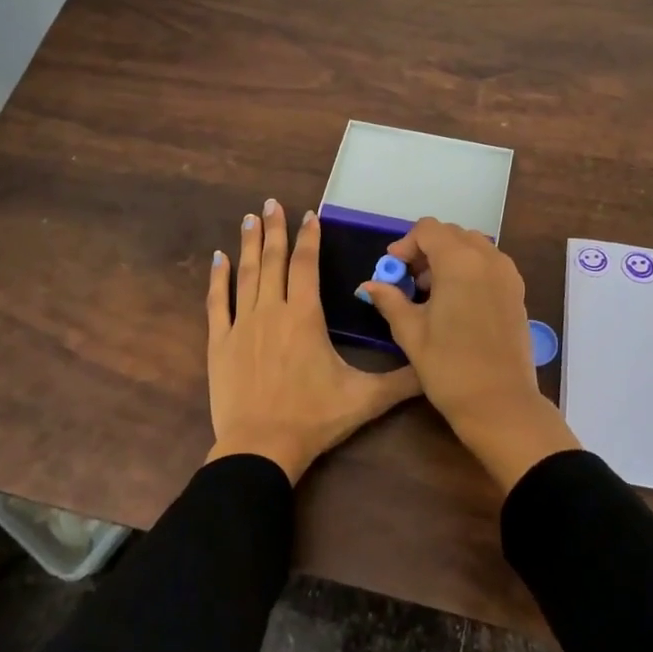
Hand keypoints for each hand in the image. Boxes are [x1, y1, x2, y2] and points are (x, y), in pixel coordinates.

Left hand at [206, 200, 420, 483]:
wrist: (260, 448)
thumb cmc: (313, 419)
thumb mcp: (365, 399)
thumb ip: (401, 380)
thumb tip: (434, 368)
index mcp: (305, 316)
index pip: (307, 265)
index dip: (309, 238)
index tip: (308, 214)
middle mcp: (272, 311)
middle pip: (274, 261)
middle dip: (274, 229)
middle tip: (271, 203)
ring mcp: (242, 325)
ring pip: (246, 274)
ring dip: (248, 245)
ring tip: (249, 218)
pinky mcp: (220, 343)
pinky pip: (217, 303)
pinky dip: (217, 278)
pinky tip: (217, 258)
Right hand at [360, 219, 579, 492]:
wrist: (500, 404)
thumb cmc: (449, 367)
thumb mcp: (411, 332)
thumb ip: (390, 300)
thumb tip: (369, 285)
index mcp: (459, 262)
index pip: (428, 229)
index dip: (406, 244)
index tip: (393, 269)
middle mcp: (488, 259)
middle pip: (452, 234)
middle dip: (427, 249)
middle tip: (409, 280)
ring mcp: (507, 275)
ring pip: (473, 247)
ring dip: (449, 258)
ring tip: (431, 292)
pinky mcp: (517, 292)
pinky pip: (490, 264)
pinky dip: (469, 269)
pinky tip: (455, 302)